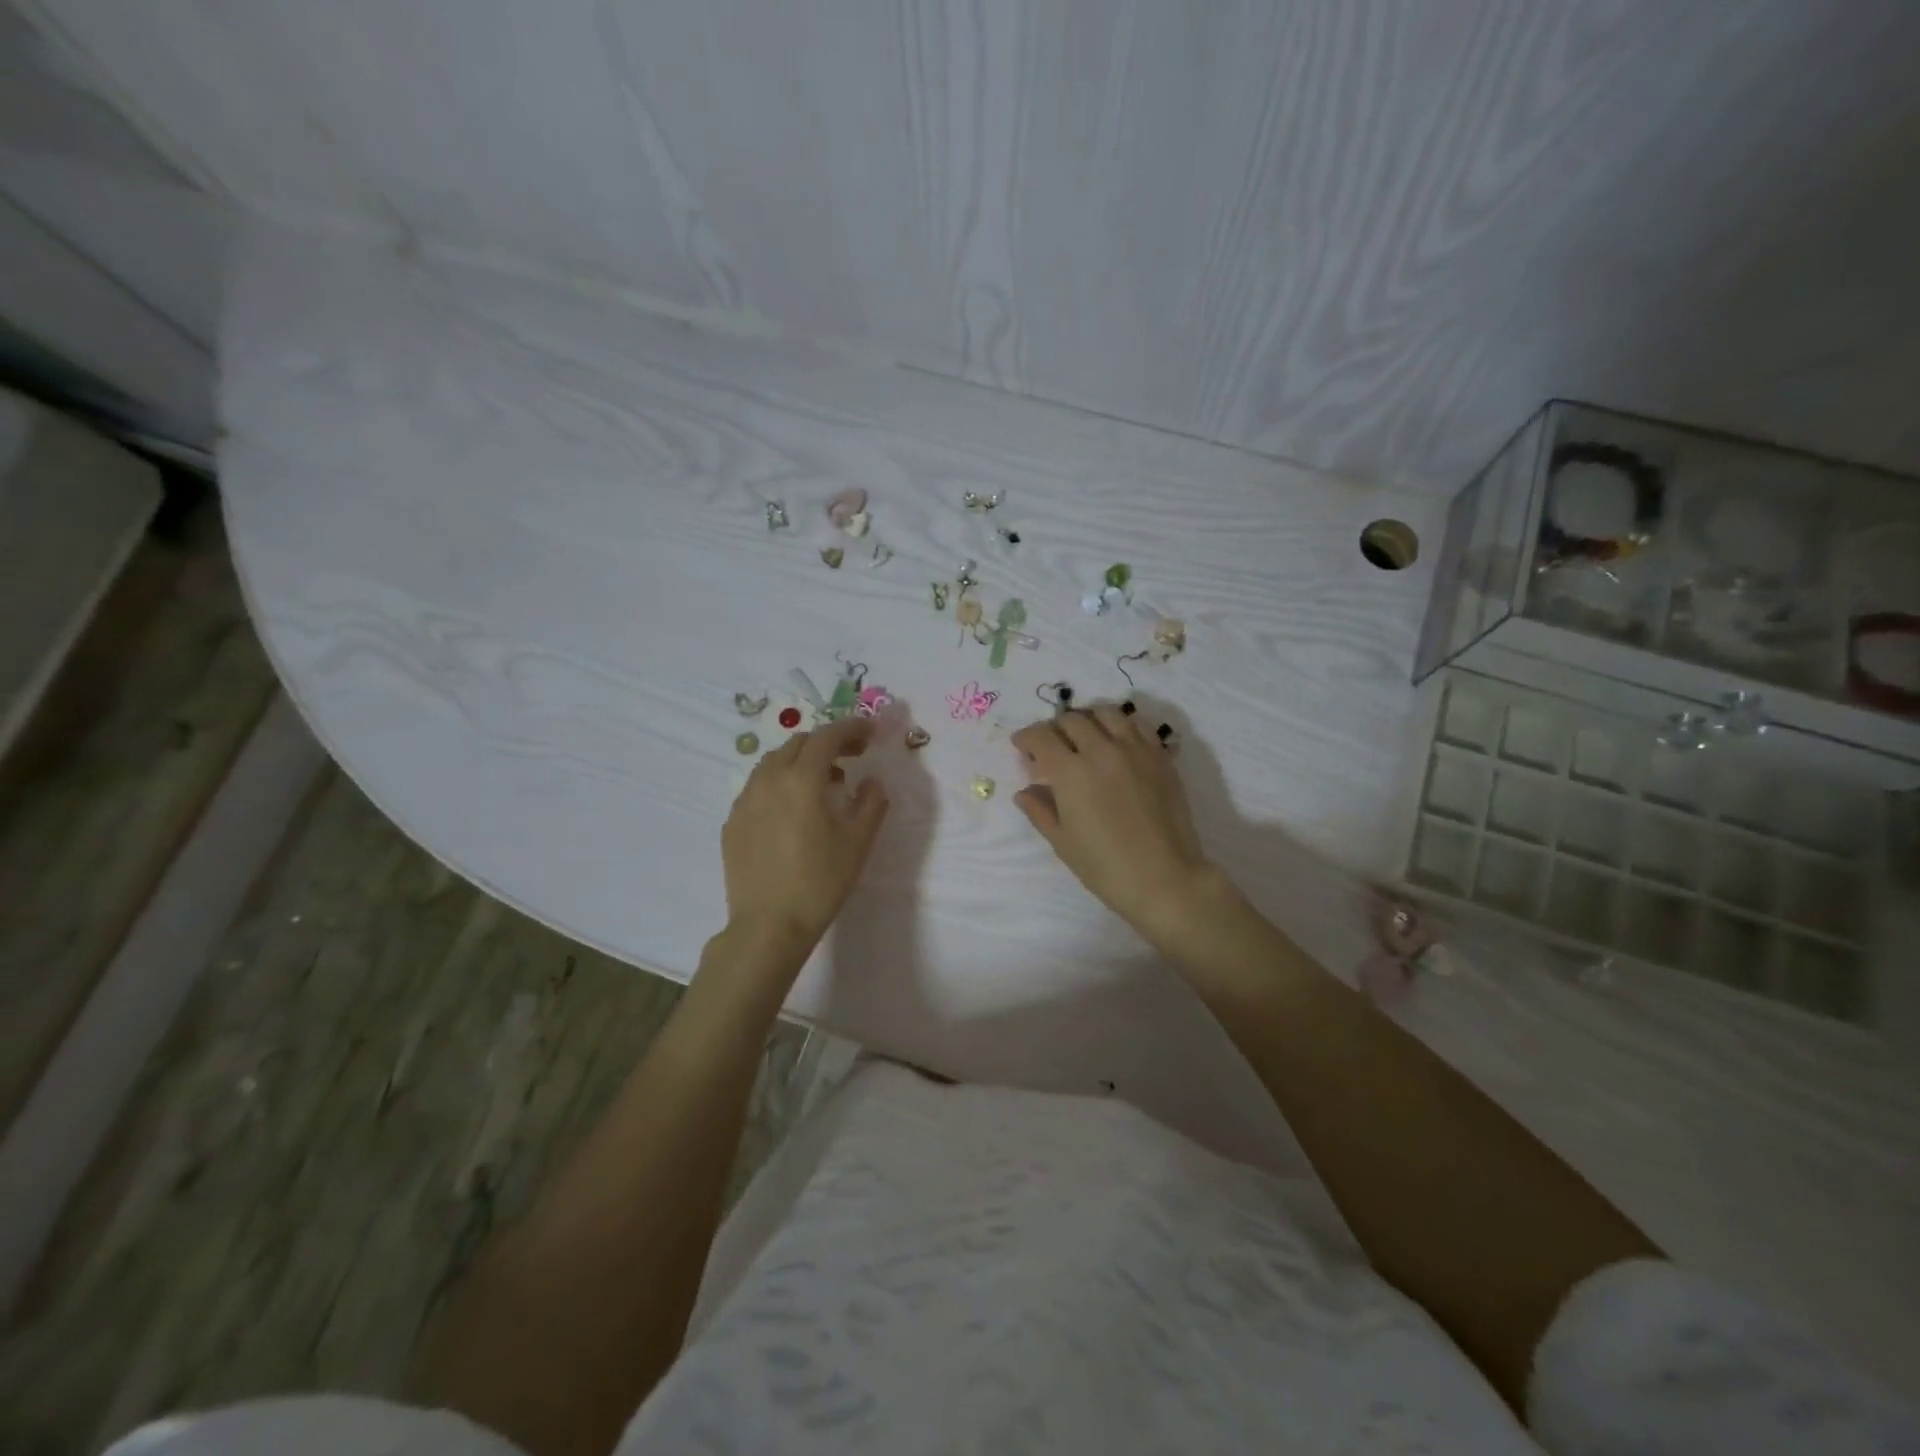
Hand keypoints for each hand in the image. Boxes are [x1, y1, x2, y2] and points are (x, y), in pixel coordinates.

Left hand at [722, 715, 889, 951]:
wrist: (768, 926)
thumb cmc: (820, 882)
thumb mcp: (858, 842)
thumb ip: (871, 803)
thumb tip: (873, 782)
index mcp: (802, 779)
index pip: (828, 736)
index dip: (851, 728)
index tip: (870, 732)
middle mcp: (769, 780)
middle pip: (799, 744)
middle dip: (828, 743)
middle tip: (852, 758)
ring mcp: (745, 800)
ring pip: (774, 762)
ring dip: (802, 762)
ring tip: (823, 784)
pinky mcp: (732, 822)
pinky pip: (758, 788)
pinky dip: (780, 784)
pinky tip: (793, 811)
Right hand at [1011, 705, 1217, 944]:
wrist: (1165, 878)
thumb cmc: (1105, 867)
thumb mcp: (1063, 842)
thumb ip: (1040, 811)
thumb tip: (1025, 792)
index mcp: (1071, 772)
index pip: (1041, 737)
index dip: (1026, 738)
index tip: (1022, 746)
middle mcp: (1101, 750)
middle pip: (1072, 719)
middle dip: (1055, 728)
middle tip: (1052, 745)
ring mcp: (1135, 750)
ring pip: (1106, 713)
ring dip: (1089, 719)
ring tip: (1085, 735)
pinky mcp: (1160, 756)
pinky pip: (1138, 725)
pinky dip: (1122, 725)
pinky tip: (1118, 742)